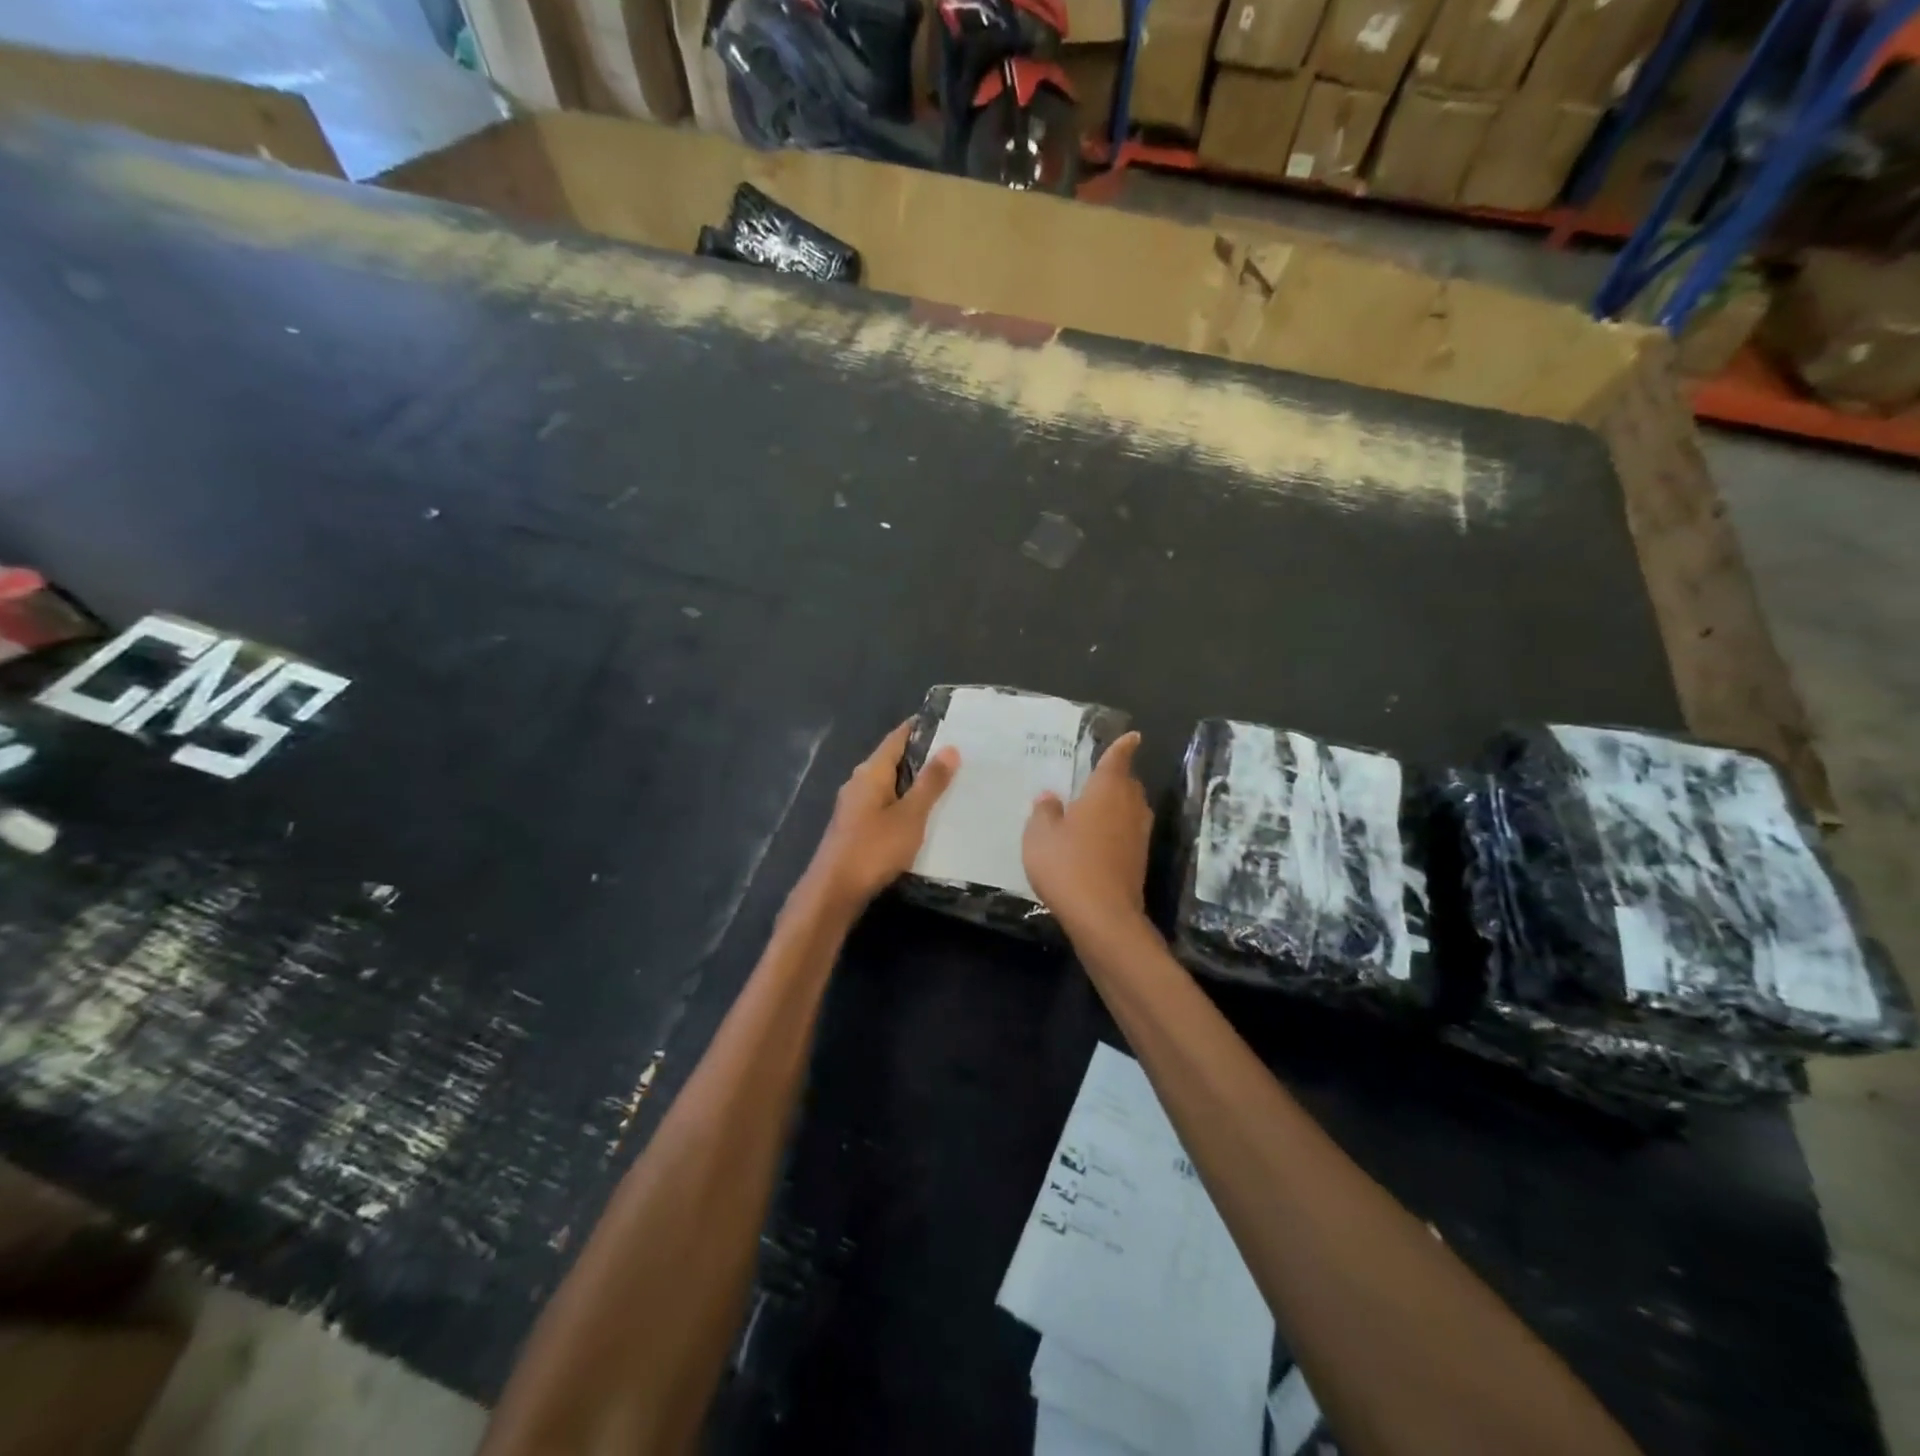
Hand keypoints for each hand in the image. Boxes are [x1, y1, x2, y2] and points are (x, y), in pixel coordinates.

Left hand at [801, 720, 958, 913]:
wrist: (834, 891)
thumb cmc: (874, 848)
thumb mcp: (910, 815)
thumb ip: (930, 783)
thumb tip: (950, 747)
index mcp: (871, 772)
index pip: (897, 738)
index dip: (919, 728)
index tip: (947, 723)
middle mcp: (859, 782)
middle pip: (892, 760)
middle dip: (921, 756)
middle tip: (956, 755)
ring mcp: (853, 806)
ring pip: (888, 784)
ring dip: (912, 783)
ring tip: (945, 784)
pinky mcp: (854, 827)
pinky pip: (883, 805)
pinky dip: (903, 803)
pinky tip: (920, 815)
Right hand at [1023, 731, 1152, 929]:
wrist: (1102, 916)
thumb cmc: (1067, 865)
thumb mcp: (1040, 836)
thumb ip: (1044, 812)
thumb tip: (1050, 798)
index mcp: (1106, 791)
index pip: (1118, 760)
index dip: (1123, 747)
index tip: (1132, 737)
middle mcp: (1129, 807)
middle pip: (1128, 784)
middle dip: (1117, 778)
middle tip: (1097, 778)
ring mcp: (1138, 835)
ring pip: (1132, 809)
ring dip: (1118, 805)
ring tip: (1094, 808)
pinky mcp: (1139, 860)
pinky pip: (1129, 832)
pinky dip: (1117, 829)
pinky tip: (1096, 840)